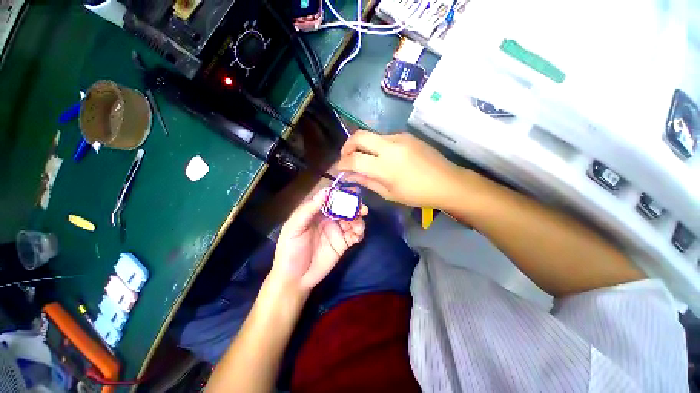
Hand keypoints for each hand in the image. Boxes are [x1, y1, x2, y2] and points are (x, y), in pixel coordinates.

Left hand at [271, 188, 367, 291]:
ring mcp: (337, 231)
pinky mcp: (343, 243)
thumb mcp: (295, 227)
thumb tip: (327, 191)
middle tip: (362, 209)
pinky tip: (358, 235)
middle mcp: (328, 219)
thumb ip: (309, 209)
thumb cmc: (290, 250)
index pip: (331, 198)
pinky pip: (355, 234)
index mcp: (316, 212)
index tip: (353, 192)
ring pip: (352, 220)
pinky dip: (359, 232)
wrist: (295, 278)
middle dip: (354, 206)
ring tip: (358, 226)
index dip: (342, 194)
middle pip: (344, 208)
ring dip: (358, 220)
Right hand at [337, 131, 463, 207]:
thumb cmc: (417, 194)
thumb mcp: (388, 193)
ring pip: (371, 135)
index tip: (338, 169)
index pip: (354, 159)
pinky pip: (384, 137)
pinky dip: (376, 146)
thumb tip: (349, 176)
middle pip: (358, 136)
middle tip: (346, 158)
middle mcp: (390, 146)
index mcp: (385, 166)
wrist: (447, 182)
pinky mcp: (406, 135)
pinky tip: (382, 157)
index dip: (342, 164)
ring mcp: (399, 137)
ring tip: (365, 159)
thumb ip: (366, 181)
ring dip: (362, 146)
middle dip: (347, 146)